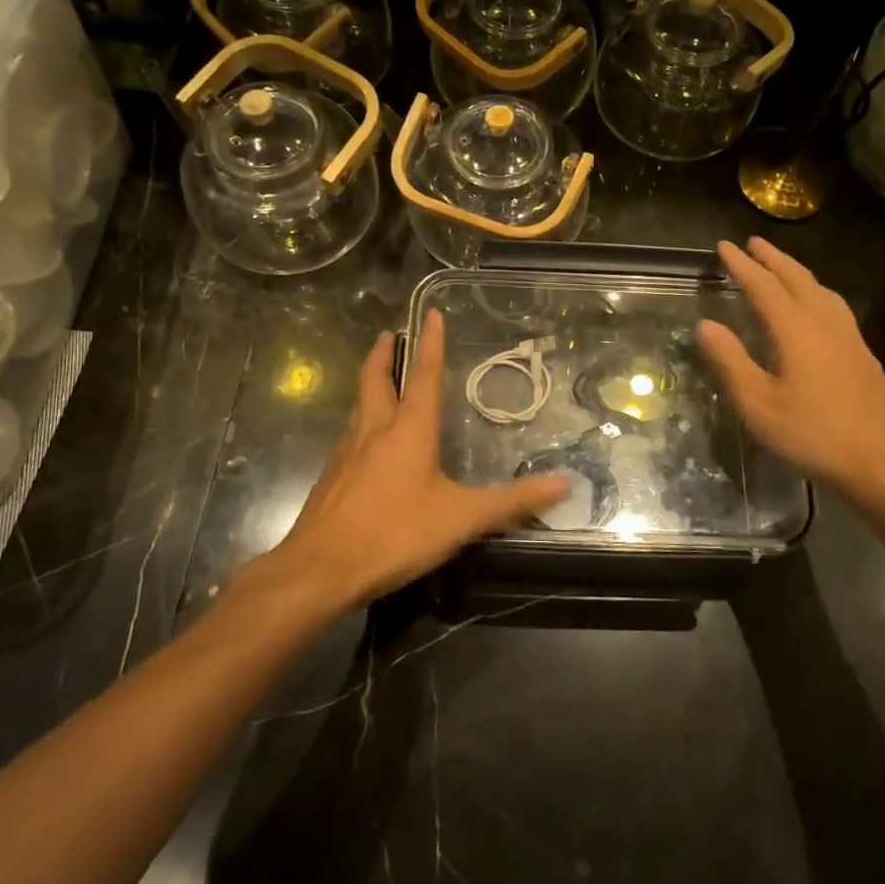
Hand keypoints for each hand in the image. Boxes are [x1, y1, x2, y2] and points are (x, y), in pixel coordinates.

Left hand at [268, 310, 569, 610]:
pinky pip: (349, 435)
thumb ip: (512, 502)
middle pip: (376, 379)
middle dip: (384, 354)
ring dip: (370, 384)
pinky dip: (361, 421)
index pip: (423, 376)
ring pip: (359, 405)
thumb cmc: (395, 534)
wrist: (319, 569)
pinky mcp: (331, 477)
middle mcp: (375, 430)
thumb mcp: (462, 519)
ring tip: (380, 380)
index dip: (430, 344)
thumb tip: (564, 484)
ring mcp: (346, 452)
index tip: (430, 314)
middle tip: (389, 336)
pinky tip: (366, 442)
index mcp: (409, 430)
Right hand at [697, 238, 884, 514]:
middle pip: (797, 278)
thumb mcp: (758, 403)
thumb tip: (705, 324)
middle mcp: (825, 323)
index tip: (723, 247)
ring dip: (796, 272)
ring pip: (821, 290)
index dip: (741, 265)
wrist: (881, 463)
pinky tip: (815, 307)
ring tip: (780, 267)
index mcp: (796, 330)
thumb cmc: (812, 434)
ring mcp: (849, 337)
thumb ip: (730, 361)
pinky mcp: (862, 354)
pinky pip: (834, 306)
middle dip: (772, 258)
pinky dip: (815, 291)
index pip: (763, 286)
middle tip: (752, 243)